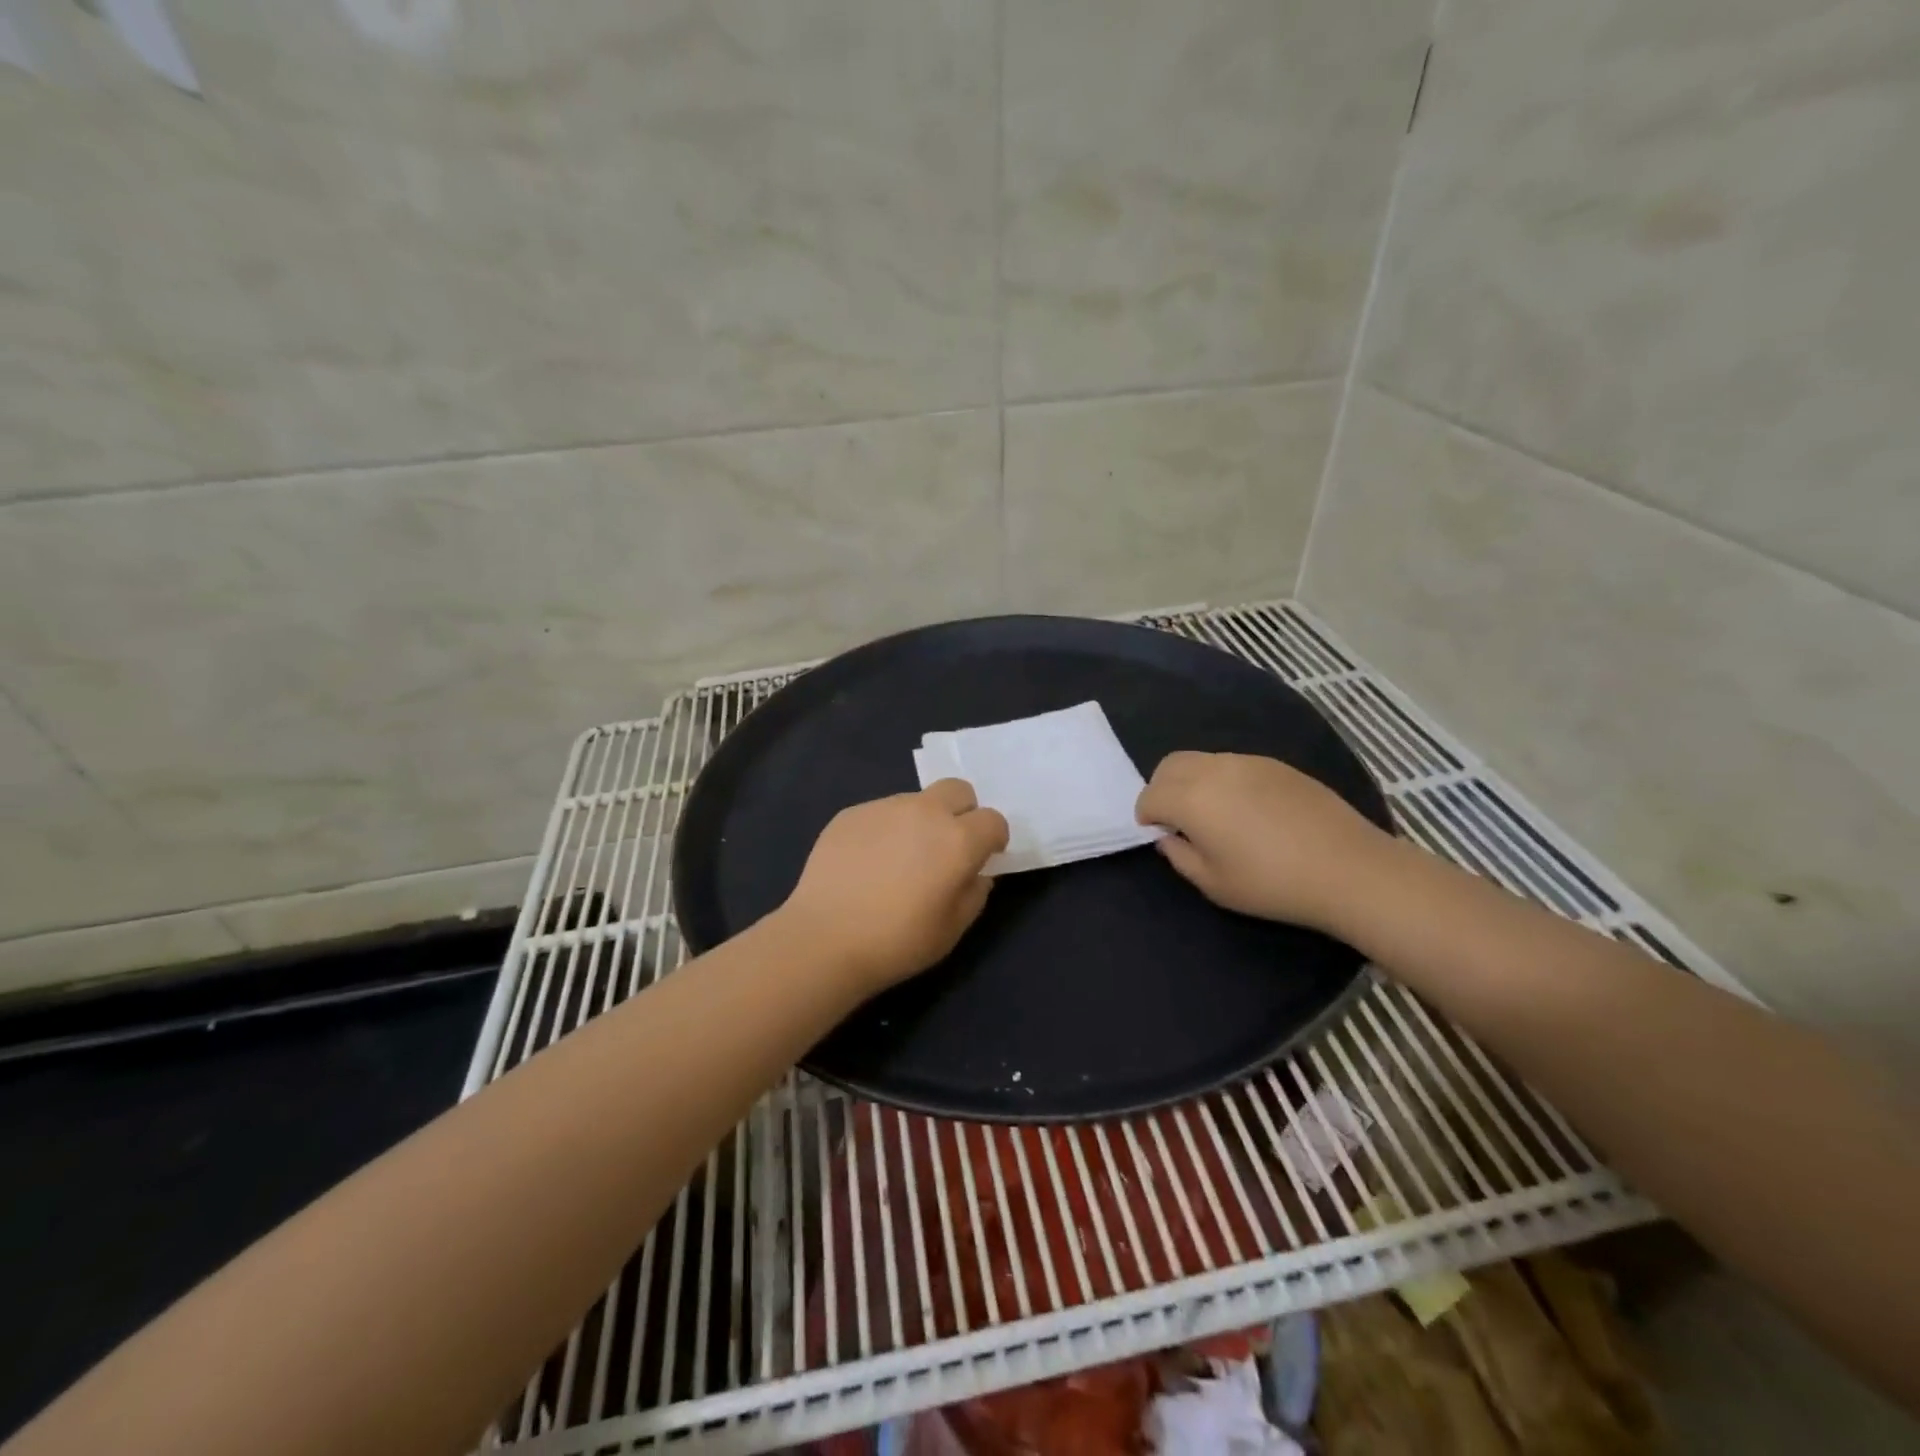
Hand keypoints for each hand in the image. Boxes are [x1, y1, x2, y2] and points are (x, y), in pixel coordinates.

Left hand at [775, 780, 1009, 995]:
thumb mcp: (953, 929)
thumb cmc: (898, 941)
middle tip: (947, 846)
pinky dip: (885, 830)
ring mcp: (884, 807)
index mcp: (957, 839)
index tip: (983, 858)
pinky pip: (881, 813)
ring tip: (899, 859)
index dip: (993, 839)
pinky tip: (867, 863)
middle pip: (958, 790)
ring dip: (920, 821)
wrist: (824, 939)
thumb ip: (975, 892)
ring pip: (916, 800)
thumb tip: (975, 873)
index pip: (993, 820)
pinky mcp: (851, 813)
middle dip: (962, 812)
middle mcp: (924, 812)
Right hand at [1135, 752, 1393, 931]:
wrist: (1348, 869)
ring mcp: (1247, 762)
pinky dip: (1222, 779)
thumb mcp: (1214, 884)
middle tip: (1176, 818)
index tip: (1158, 834)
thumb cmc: (1272, 884)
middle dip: (1161, 788)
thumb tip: (1170, 836)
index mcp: (1192, 799)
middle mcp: (1214, 770)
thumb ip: (1180, 856)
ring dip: (1192, 781)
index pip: (1150, 795)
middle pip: (1170, 765)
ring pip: (1202, 760)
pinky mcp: (1276, 764)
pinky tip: (1246, 809)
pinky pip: (1233, 764)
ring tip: (1212, 814)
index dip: (1146, 815)